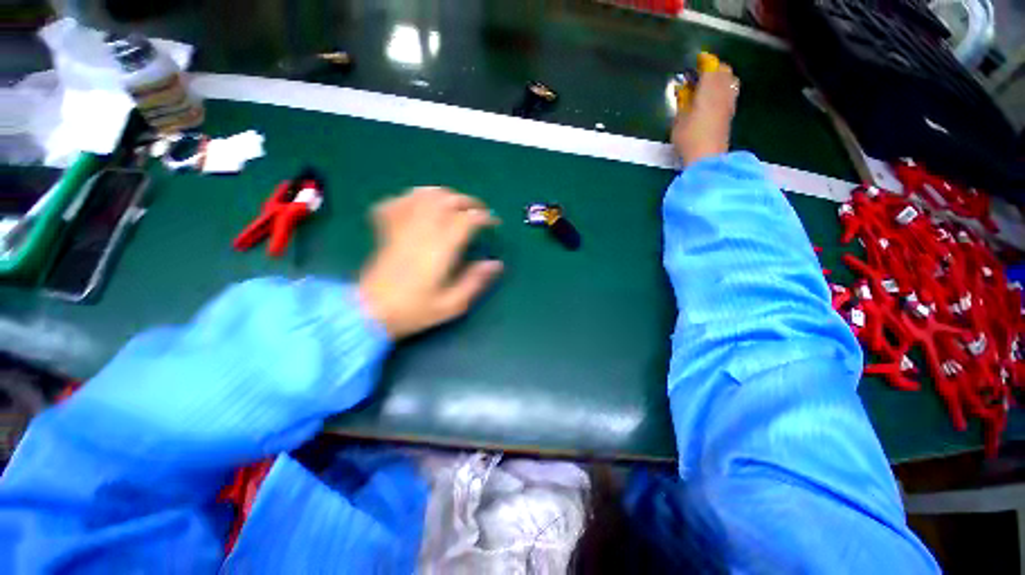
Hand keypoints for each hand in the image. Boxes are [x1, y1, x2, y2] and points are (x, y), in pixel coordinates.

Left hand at [358, 187, 502, 338]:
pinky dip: (411, 197)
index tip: (494, 223)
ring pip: (423, 195)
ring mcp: (401, 228)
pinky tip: (419, 203)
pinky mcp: (386, 230)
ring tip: (455, 203)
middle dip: (467, 201)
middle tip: (479, 212)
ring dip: (443, 195)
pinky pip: (397, 202)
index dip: (483, 217)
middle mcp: (422, 232)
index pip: (465, 220)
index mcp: (440, 250)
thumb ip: (475, 282)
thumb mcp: (451, 304)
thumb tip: (496, 263)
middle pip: (446, 201)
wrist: (370, 312)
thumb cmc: (414, 310)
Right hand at [672, 65, 739, 165]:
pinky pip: (730, 93)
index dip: (703, 62)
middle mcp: (723, 90)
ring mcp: (730, 102)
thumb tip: (683, 92)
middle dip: (714, 68)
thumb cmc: (689, 137)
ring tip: (707, 86)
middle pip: (724, 70)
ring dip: (720, 79)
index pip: (710, 66)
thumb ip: (682, 102)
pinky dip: (723, 90)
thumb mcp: (678, 120)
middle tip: (700, 74)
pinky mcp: (730, 113)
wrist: (707, 156)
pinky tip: (713, 99)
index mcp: (710, 87)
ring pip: (730, 81)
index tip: (695, 62)